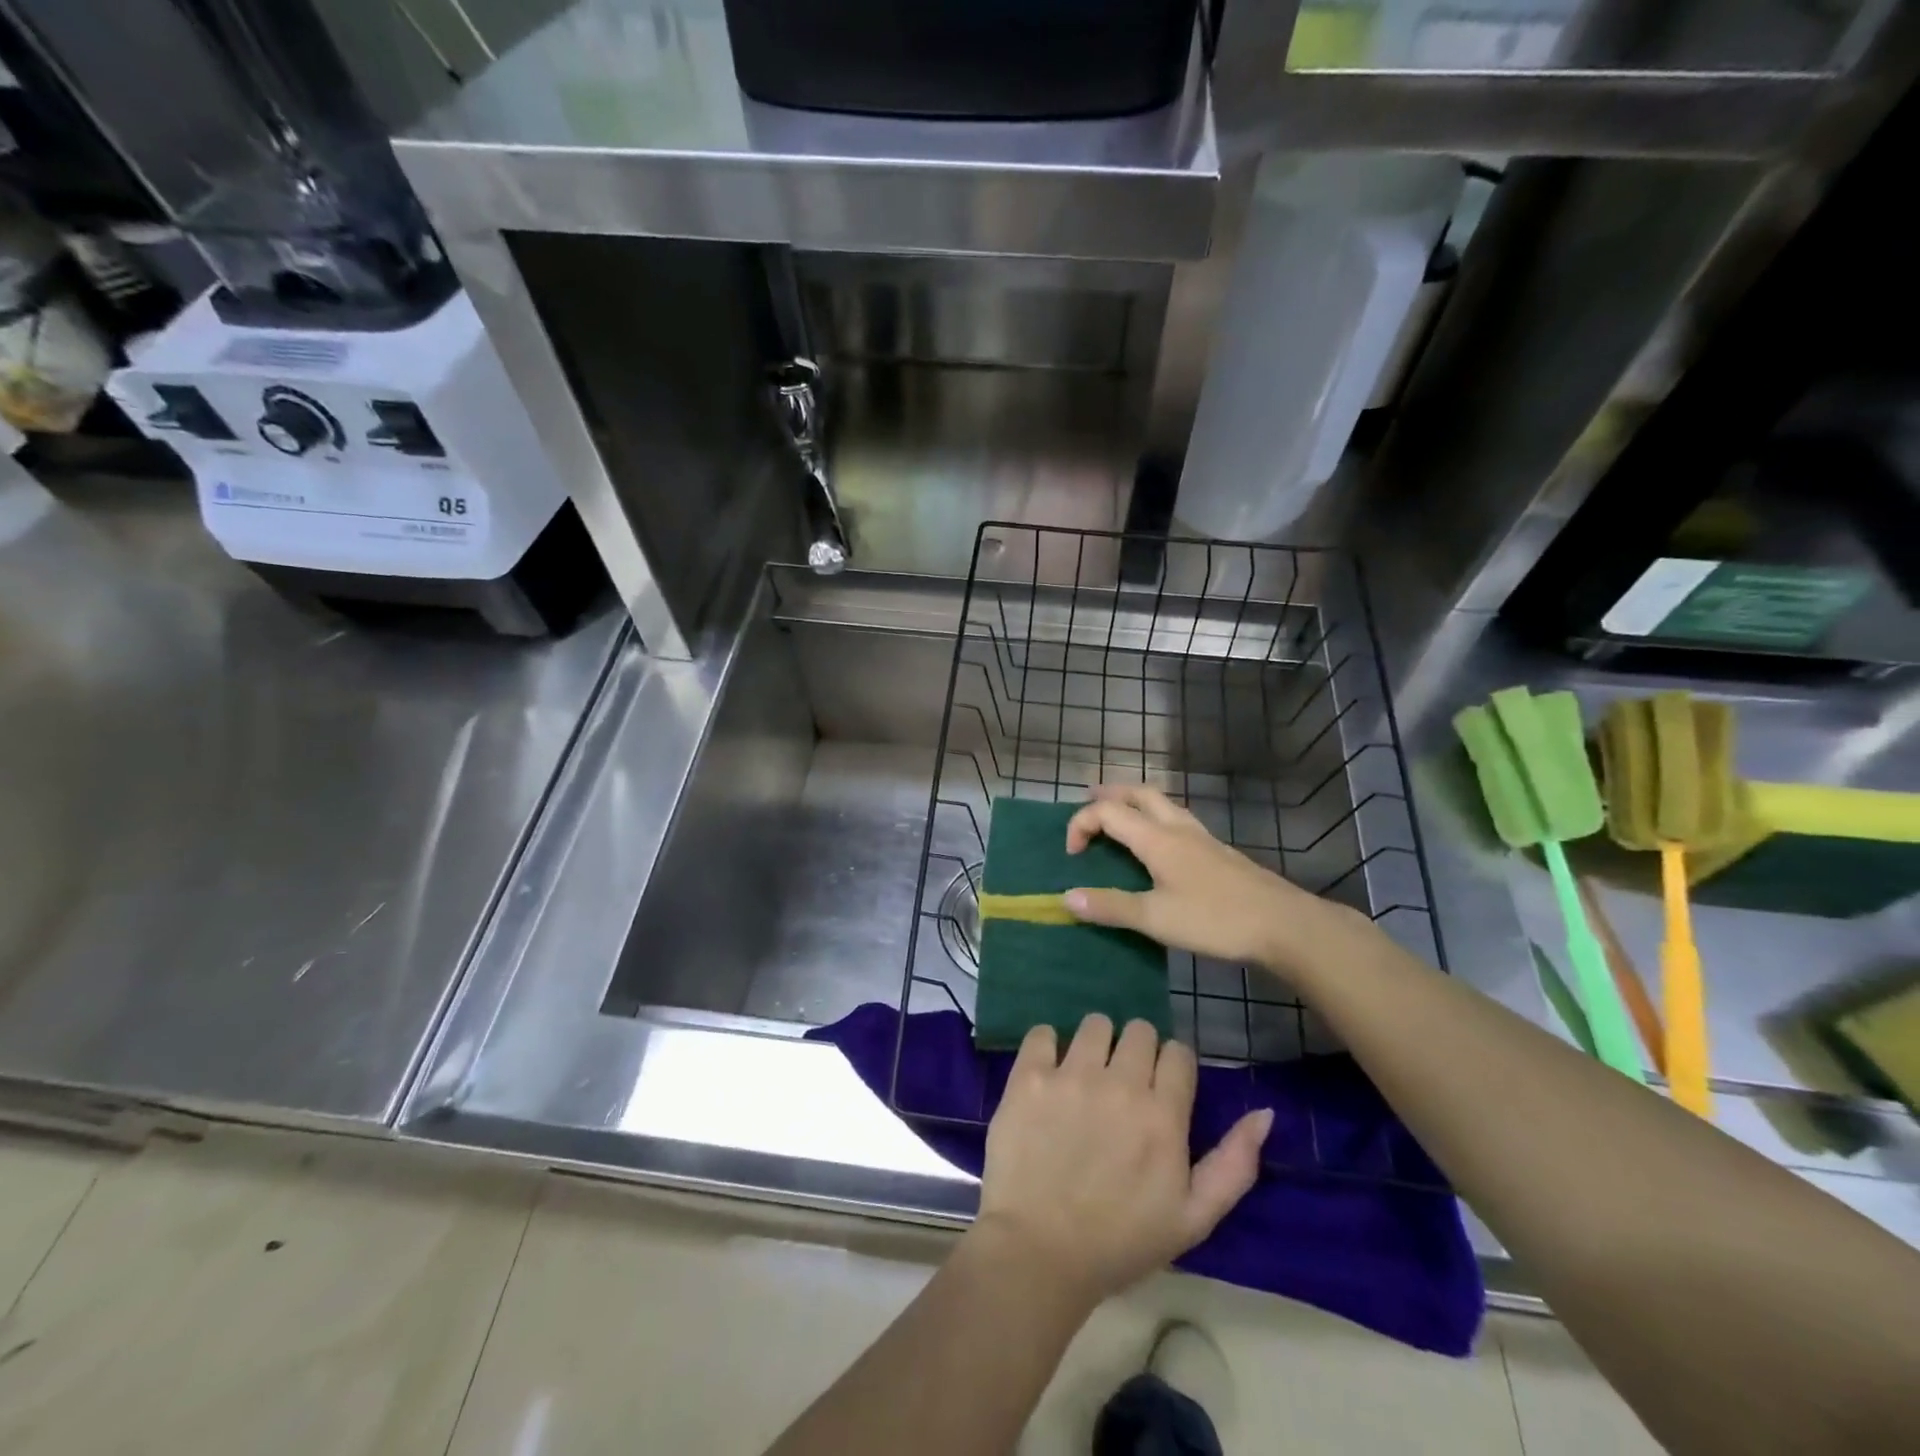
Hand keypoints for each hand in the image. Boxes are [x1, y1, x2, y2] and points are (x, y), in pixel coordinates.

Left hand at [971, 1014, 1271, 1307]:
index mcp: (1163, 1116)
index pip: (1178, 1053)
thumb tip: (1264, 1113)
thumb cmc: (1120, 1243)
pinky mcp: (1029, 1076)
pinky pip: (1043, 1033)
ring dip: (1095, 1044)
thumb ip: (1234, 1164)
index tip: (1160, 1088)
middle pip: (1139, 1030)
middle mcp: (1120, 1084)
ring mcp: (1071, 1076)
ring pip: (1095, 1024)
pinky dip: (1047, 1046)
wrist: (1039, 1253)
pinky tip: (1047, 1073)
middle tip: (1122, 1083)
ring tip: (1085, 1075)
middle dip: (1136, 1050)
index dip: (1172, 1067)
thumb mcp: (1193, 1219)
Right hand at [1062, 783, 1367, 981]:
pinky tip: (1160, 847)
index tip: (1072, 855)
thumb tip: (1065, 898)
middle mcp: (1178, 828)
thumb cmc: (1215, 919)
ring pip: (1162, 804)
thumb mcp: (1156, 919)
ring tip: (1120, 820)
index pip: (1107, 812)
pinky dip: (1156, 820)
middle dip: (1109, 795)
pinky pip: (1178, 821)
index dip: (1081, 824)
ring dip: (1134, 804)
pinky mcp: (1218, 851)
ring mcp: (1202, 837)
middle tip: (1089, 806)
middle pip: (1139, 793)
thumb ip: (1110, 906)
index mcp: (1157, 838)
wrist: (1284, 924)